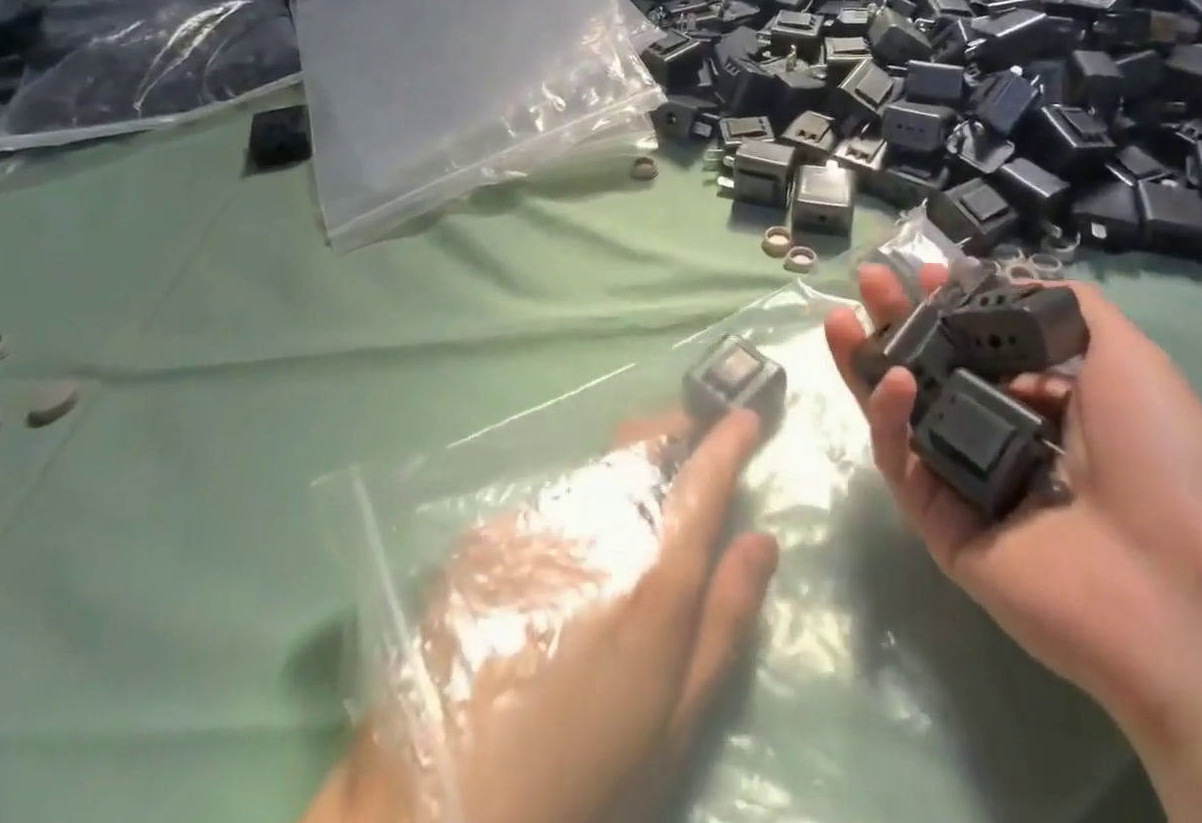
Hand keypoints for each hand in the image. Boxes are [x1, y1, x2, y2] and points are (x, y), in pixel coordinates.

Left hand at [306, 409, 777, 822]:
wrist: (439, 814)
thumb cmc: (583, 783)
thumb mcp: (674, 722)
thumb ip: (724, 620)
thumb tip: (762, 539)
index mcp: (650, 579)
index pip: (701, 480)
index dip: (728, 439)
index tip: (745, 417)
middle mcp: (591, 530)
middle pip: (638, 443)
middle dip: (672, 431)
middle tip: (686, 448)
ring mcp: (530, 527)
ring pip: (591, 472)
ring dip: (616, 479)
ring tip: (616, 526)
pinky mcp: (483, 538)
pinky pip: (544, 506)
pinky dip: (566, 517)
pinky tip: (552, 569)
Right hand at [823, 264, 1201, 722]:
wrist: (1186, 592)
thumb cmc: (1162, 459)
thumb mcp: (1129, 357)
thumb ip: (1067, 308)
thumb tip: (1008, 280)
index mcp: (1050, 404)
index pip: (981, 346)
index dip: (951, 306)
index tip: (926, 272)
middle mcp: (1005, 438)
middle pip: (933, 371)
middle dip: (898, 322)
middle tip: (868, 281)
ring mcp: (970, 485)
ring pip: (906, 416)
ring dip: (869, 365)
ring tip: (840, 319)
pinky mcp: (943, 528)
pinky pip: (908, 467)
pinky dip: (891, 420)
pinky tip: (894, 379)